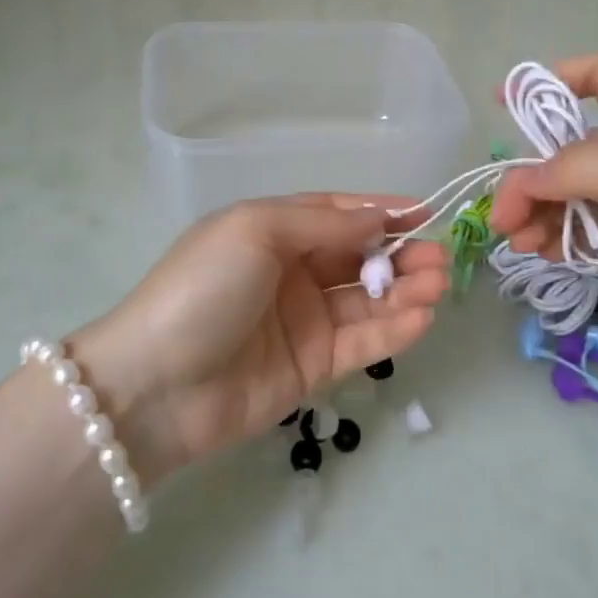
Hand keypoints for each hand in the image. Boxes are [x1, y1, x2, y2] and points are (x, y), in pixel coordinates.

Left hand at [70, 196, 446, 481]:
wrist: (157, 384)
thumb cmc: (204, 288)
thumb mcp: (255, 231)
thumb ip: (320, 222)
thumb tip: (375, 217)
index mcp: (272, 231)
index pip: (336, 214)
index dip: (379, 212)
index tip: (424, 213)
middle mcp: (289, 272)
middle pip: (356, 257)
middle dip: (400, 254)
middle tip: (440, 258)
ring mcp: (302, 321)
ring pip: (365, 299)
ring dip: (404, 290)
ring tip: (440, 284)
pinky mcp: (311, 366)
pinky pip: (360, 342)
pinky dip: (393, 329)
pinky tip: (422, 317)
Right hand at [489, 53, 597, 376]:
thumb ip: (580, 165)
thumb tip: (526, 180)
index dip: (552, 79)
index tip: (504, 102)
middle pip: (574, 144)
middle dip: (534, 173)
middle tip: (504, 212)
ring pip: (575, 191)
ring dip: (541, 211)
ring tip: (520, 241)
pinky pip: (588, 228)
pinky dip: (560, 237)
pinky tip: (543, 254)